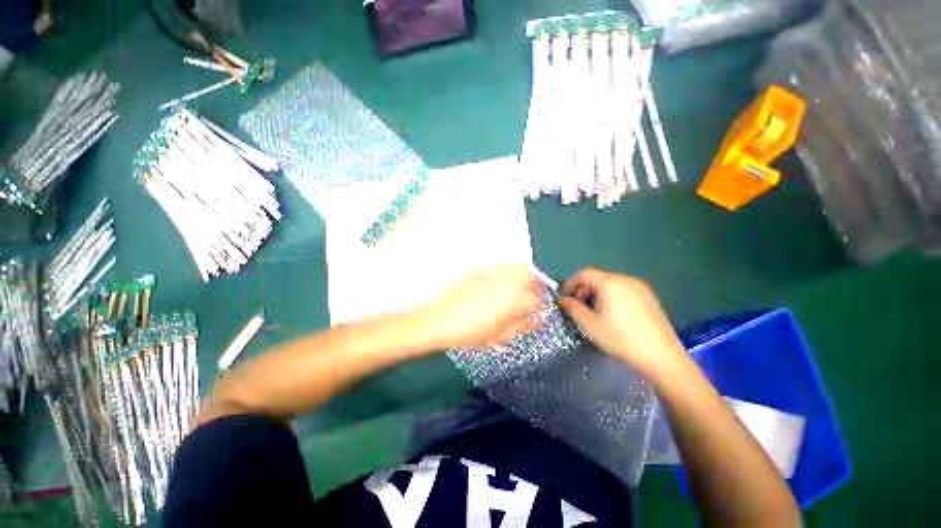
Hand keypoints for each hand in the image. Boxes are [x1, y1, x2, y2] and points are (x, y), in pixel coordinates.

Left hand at [421, 265, 542, 348]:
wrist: (437, 321)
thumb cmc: (467, 332)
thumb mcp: (498, 336)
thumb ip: (521, 326)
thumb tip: (536, 321)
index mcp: (512, 301)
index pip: (537, 299)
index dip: (540, 306)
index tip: (538, 310)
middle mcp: (504, 282)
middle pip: (531, 276)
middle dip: (536, 286)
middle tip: (531, 297)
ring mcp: (491, 273)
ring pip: (517, 267)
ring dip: (523, 276)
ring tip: (518, 289)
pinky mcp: (479, 269)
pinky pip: (500, 266)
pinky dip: (507, 272)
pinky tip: (500, 284)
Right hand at [557, 268, 687, 380]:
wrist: (660, 356)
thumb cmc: (619, 338)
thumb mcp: (589, 324)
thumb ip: (572, 307)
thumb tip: (562, 298)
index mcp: (609, 283)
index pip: (584, 274)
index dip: (571, 283)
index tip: (565, 297)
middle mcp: (625, 279)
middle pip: (598, 278)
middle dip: (585, 289)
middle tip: (580, 307)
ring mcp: (640, 287)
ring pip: (611, 284)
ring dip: (598, 293)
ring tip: (596, 312)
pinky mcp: (649, 297)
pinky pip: (624, 290)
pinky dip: (613, 296)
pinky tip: (615, 315)